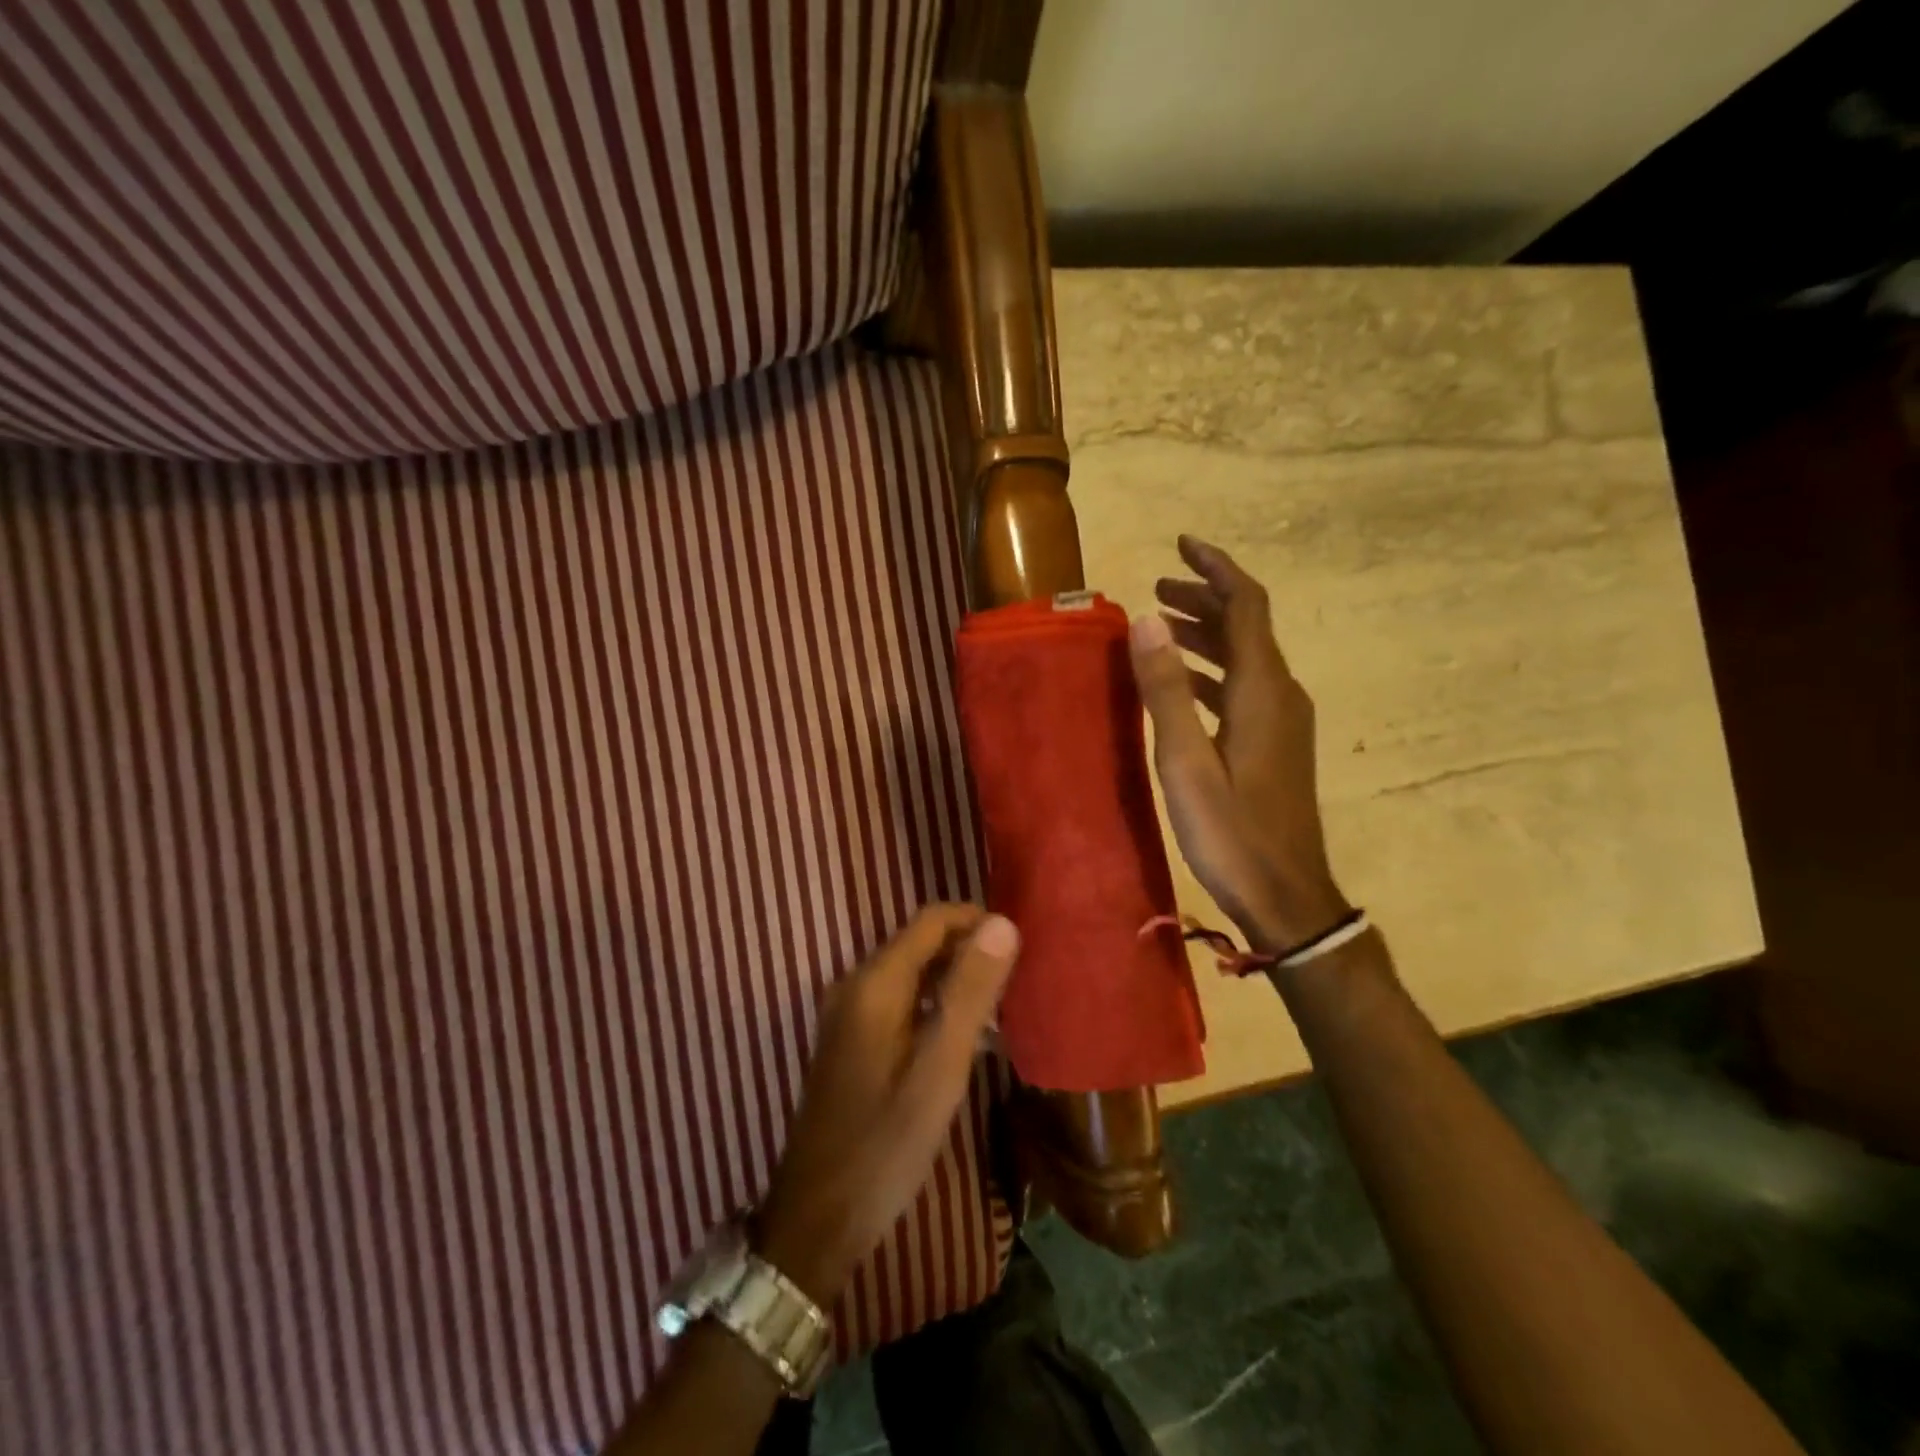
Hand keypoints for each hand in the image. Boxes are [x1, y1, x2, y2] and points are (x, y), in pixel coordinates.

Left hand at [756, 906, 1018, 1306]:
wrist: (817, 1218)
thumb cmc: (885, 1144)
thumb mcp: (939, 1068)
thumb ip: (970, 992)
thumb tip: (1003, 923)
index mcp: (875, 982)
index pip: (932, 920)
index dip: (978, 921)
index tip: (1022, 944)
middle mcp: (856, 984)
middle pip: (921, 942)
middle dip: (970, 950)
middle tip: (1020, 979)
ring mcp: (849, 1013)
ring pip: (913, 972)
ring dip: (956, 979)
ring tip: (1004, 1007)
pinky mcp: (851, 1039)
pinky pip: (901, 1000)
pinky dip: (936, 1004)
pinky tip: (967, 1036)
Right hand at [1129, 535, 1350, 951]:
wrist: (1287, 896)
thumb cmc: (1232, 832)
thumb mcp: (1187, 762)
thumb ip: (1167, 689)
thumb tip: (1145, 619)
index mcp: (1261, 690)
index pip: (1245, 604)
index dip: (1215, 568)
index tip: (1181, 544)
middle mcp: (1279, 694)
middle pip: (1247, 626)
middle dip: (1204, 598)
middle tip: (1157, 588)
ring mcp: (1282, 721)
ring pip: (1244, 658)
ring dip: (1205, 634)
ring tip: (1161, 626)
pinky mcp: (1275, 745)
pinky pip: (1242, 687)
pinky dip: (1210, 671)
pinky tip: (1181, 686)